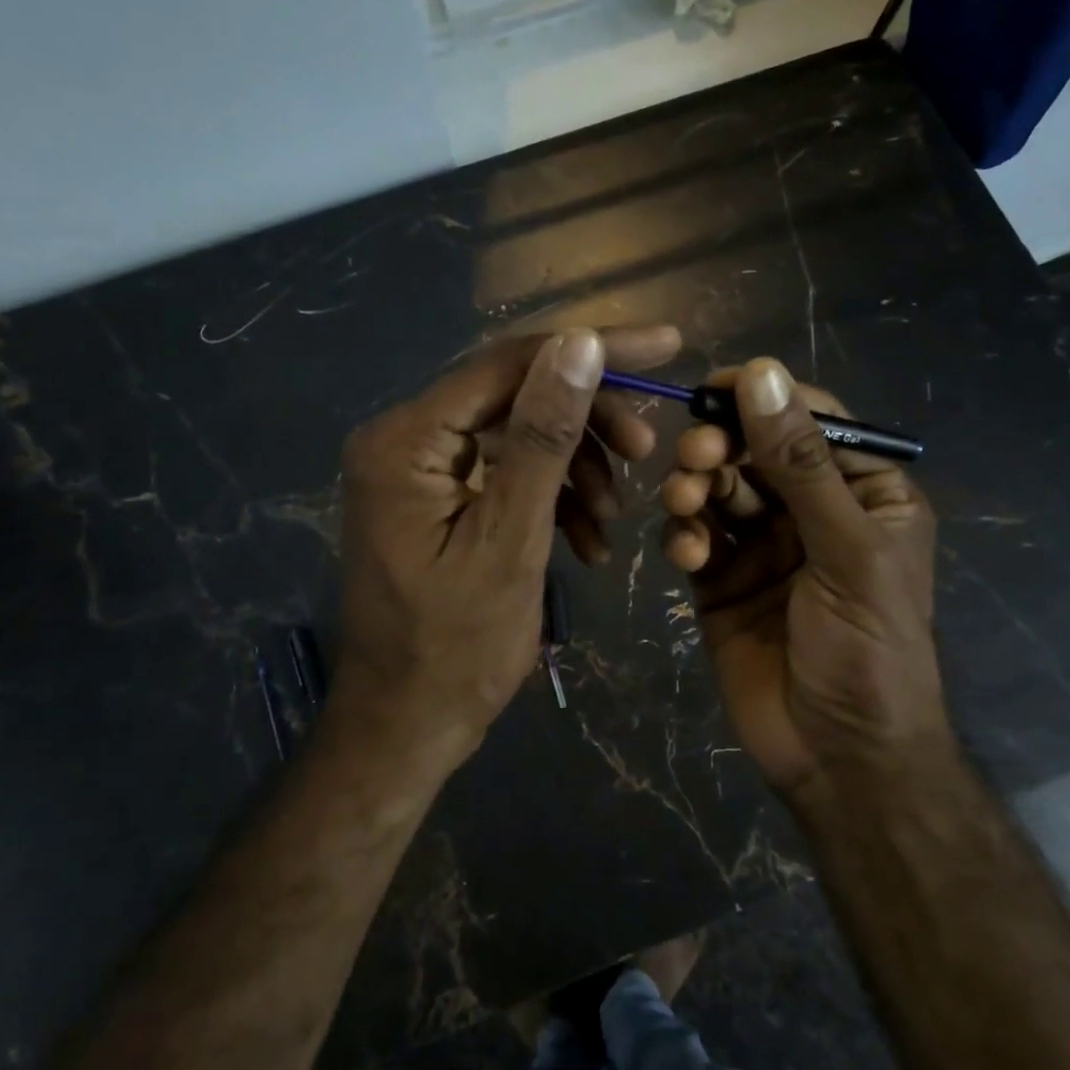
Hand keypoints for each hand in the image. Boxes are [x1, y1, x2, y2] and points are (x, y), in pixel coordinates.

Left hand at [334, 324, 682, 771]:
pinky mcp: (437, 499)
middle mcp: (403, 438)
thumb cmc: (456, 648)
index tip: (666, 345)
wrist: (407, 726)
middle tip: (648, 449)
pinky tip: (588, 539)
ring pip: (518, 436)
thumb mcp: (511, 539)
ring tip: (613, 517)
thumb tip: (579, 342)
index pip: (508, 364)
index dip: (591, 348)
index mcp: (405, 440)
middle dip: (587, 422)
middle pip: (515, 396)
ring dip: (576, 468)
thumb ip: (545, 437)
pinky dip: (553, 498)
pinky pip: (507, 475)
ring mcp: (418, 470)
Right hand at [659, 358, 943, 799]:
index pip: (811, 421)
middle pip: (754, 449)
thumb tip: (762, 373)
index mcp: (864, 492)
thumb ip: (801, 464)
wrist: (838, 757)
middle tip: (694, 455)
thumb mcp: (846, 550)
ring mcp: (763, 544)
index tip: (713, 387)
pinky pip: (694, 535)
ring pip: (718, 487)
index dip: (764, 398)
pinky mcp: (721, 579)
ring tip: (685, 505)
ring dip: (696, 486)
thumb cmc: (867, 650)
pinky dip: (684, 535)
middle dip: (721, 446)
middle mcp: (812, 509)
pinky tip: (687, 554)